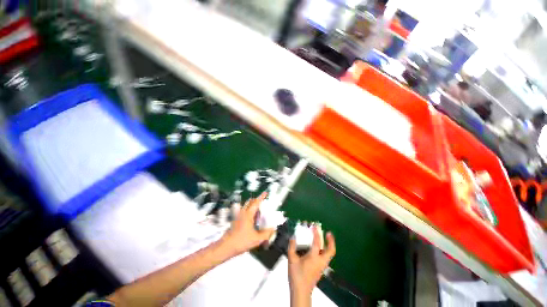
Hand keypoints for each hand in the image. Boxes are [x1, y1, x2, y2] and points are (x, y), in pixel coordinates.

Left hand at [221, 192, 275, 254]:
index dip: (261, 197)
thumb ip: (266, 234)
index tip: (265, 193)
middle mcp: (242, 213)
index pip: (256, 202)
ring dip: (253, 207)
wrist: (225, 247)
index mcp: (248, 214)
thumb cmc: (241, 242)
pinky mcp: (235, 221)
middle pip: (250, 202)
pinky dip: (249, 213)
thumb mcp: (257, 239)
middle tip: (263, 204)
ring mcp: (238, 216)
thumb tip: (273, 229)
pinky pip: (244, 212)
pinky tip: (252, 222)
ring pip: (247, 207)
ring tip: (259, 215)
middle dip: (257, 201)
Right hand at [288, 226, 335, 297]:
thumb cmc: (297, 276)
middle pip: (331, 250)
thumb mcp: (292, 259)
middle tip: (328, 233)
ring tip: (325, 239)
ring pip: (329, 255)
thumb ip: (292, 247)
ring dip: (328, 245)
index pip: (317, 242)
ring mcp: (322, 266)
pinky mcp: (321, 270)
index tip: (315, 226)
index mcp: (313, 257)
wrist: (301, 291)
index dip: (316, 233)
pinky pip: (325, 258)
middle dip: (331, 241)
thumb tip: (293, 238)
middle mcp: (320, 261)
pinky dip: (324, 251)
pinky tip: (319, 249)